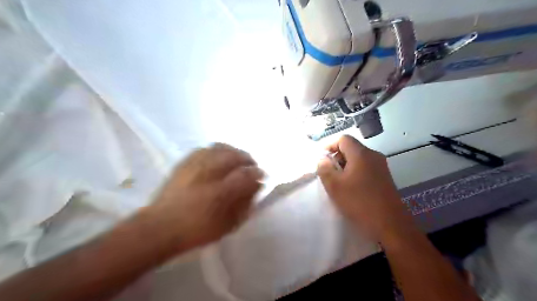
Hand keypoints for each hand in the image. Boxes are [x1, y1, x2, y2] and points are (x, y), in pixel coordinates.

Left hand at [147, 144, 263, 248]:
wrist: (160, 227)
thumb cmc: (197, 231)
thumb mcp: (227, 225)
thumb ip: (244, 205)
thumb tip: (255, 188)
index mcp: (221, 193)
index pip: (246, 175)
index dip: (258, 173)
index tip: (263, 175)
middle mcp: (209, 174)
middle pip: (235, 156)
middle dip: (247, 159)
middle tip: (251, 167)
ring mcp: (195, 165)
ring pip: (221, 148)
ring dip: (234, 152)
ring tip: (237, 160)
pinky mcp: (185, 162)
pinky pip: (206, 148)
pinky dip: (217, 151)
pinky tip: (219, 158)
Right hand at [318, 135, 411, 241]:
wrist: (391, 225)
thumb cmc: (359, 202)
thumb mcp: (334, 186)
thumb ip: (324, 169)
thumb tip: (323, 160)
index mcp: (361, 154)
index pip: (343, 139)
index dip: (329, 145)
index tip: (321, 159)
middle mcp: (373, 156)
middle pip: (351, 148)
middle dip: (336, 157)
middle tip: (327, 172)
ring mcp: (381, 167)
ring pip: (358, 159)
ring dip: (345, 166)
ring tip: (337, 181)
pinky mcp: (384, 178)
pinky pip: (365, 168)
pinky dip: (354, 172)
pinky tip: (350, 188)